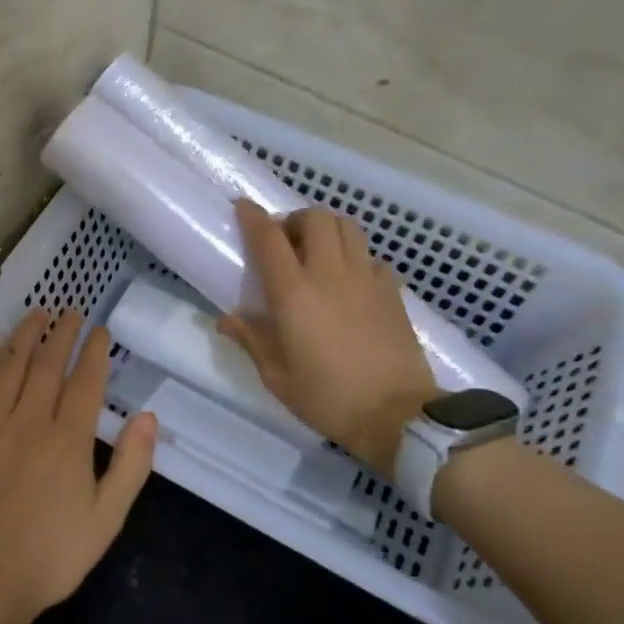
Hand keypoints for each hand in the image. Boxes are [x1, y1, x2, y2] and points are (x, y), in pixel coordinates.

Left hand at [0, 308, 157, 623]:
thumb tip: (148, 416)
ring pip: (12, 366)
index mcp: (68, 441)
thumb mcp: (106, 519)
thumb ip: (131, 466)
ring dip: (27, 334)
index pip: (86, 382)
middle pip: (49, 364)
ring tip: (39, 312)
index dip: (96, 352)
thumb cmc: (50, 556)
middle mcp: (30, 421)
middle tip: (72, 312)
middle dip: (63, 333)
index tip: (101, 332)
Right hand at [217, 199, 436, 472]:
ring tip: (318, 253)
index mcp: (293, 292)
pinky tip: (350, 282)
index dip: (252, 216)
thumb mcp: (277, 376)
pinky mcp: (392, 291)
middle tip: (286, 242)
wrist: (396, 416)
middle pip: (315, 218)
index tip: (242, 207)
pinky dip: (356, 258)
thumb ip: (251, 340)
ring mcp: (366, 278)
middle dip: (295, 220)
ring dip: (327, 230)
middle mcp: (329, 273)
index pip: (269, 238)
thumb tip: (226, 319)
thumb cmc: (327, 397)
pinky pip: (371, 257)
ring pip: (348, 227)